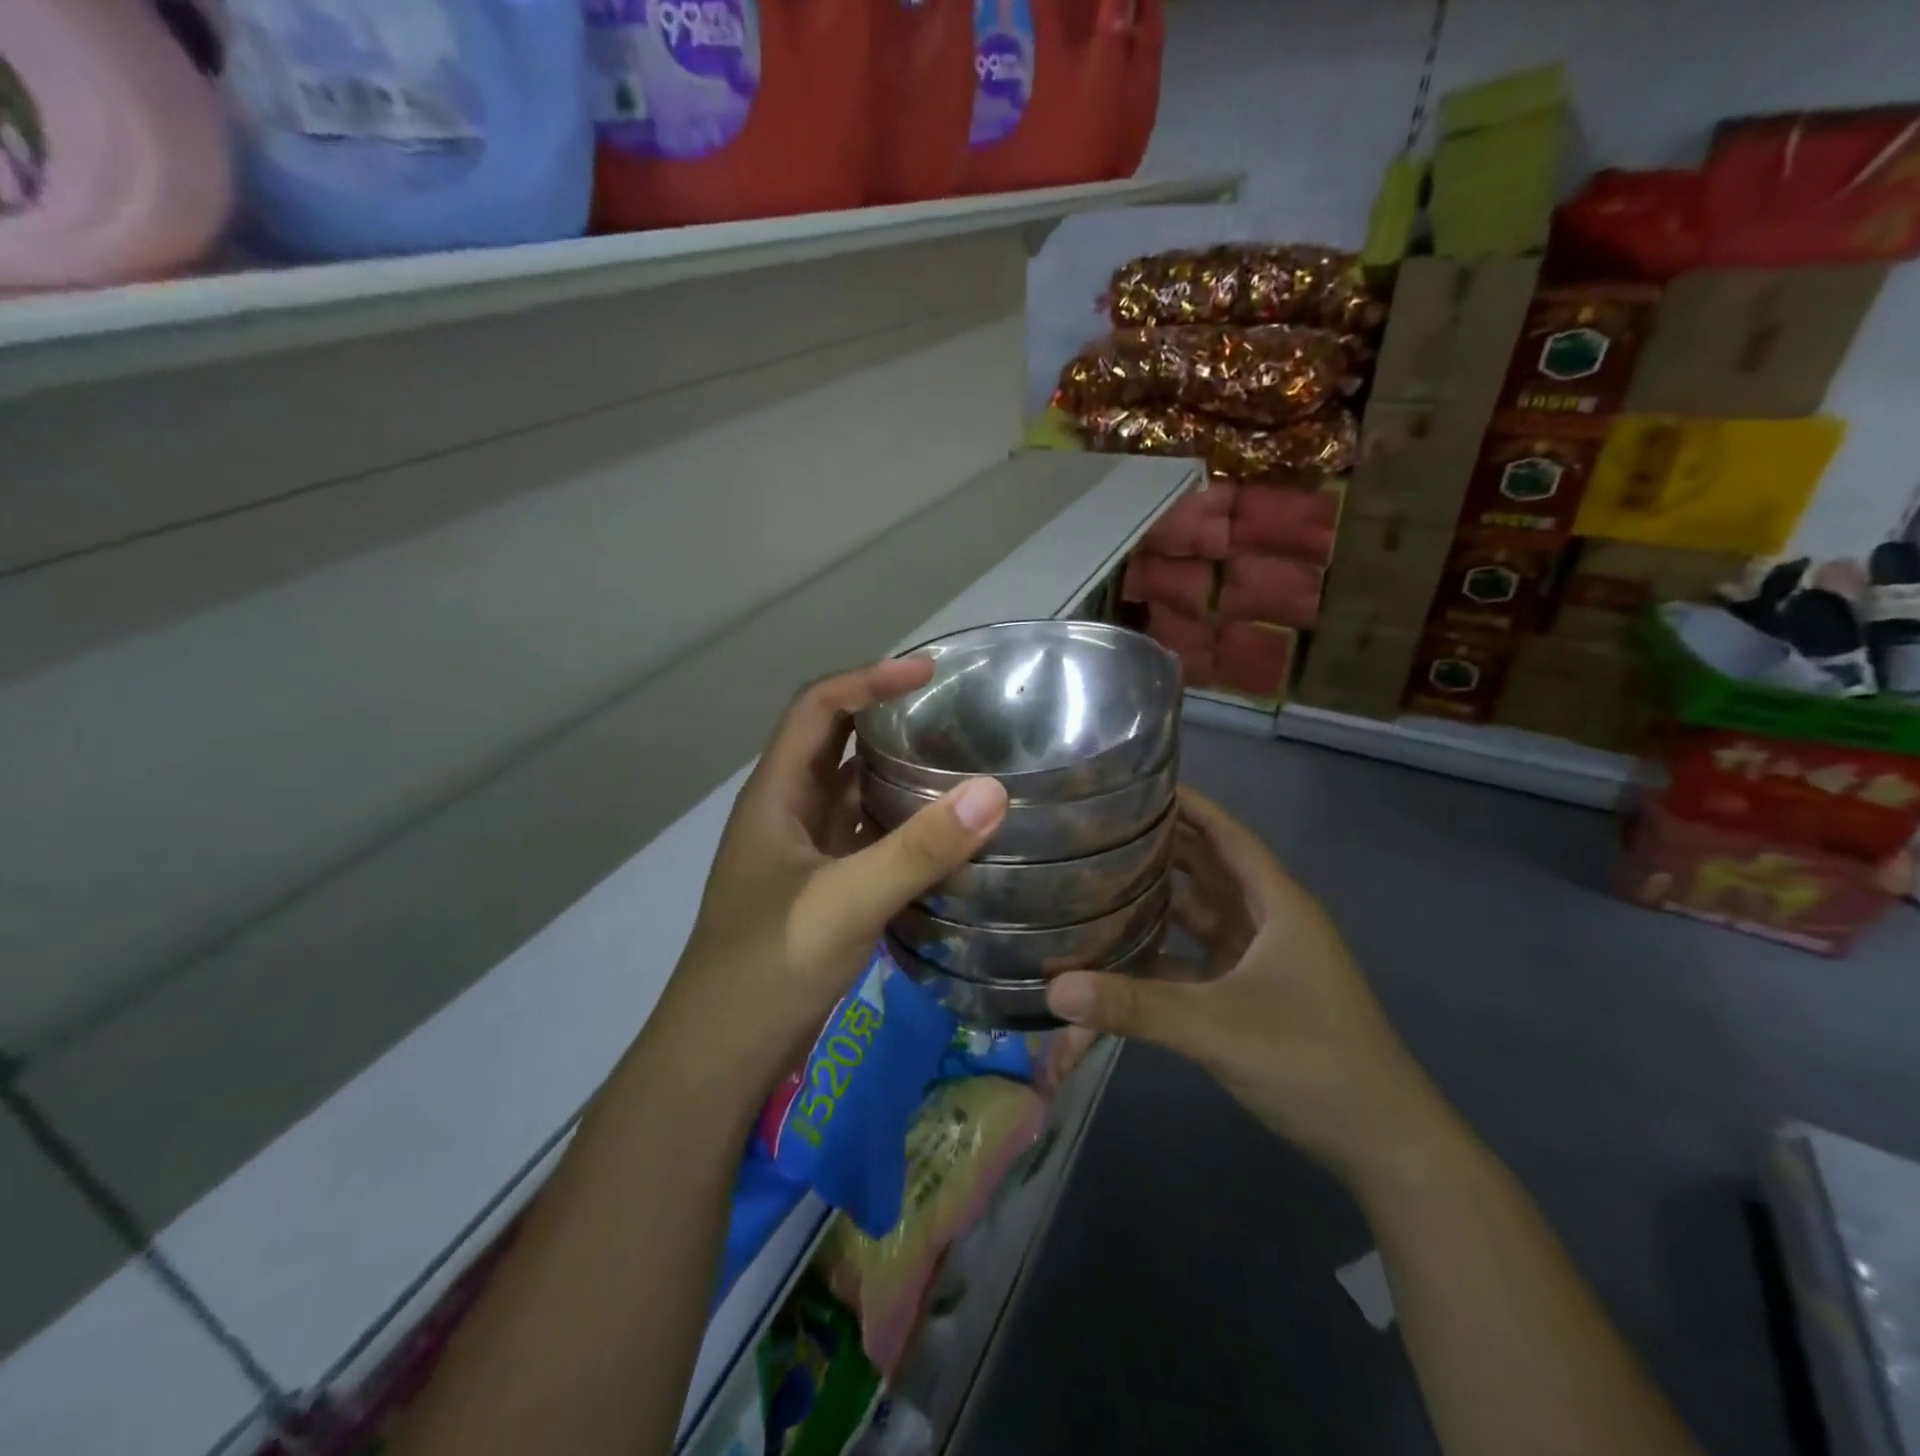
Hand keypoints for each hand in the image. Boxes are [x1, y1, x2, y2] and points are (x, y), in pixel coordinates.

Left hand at [652, 658, 1008, 1094]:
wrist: (720, 1057)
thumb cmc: (769, 968)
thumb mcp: (845, 902)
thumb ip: (918, 849)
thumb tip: (993, 790)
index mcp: (776, 795)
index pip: (818, 708)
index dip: (868, 679)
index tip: (929, 673)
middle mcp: (786, 812)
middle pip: (833, 742)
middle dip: (885, 717)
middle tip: (951, 711)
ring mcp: (802, 853)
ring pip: (850, 790)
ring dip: (895, 770)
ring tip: (957, 759)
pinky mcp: (820, 888)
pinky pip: (864, 835)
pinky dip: (899, 822)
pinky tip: (942, 831)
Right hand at [1044, 787, 1444, 1183]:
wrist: (1382, 1143)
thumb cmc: (1312, 1061)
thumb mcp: (1217, 1027)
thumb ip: (1135, 1007)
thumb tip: (1055, 991)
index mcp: (1277, 905)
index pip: (1228, 835)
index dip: (1189, 805)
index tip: (1139, 784)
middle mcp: (1270, 922)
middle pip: (1208, 869)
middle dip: (1160, 849)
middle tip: (1100, 831)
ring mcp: (1262, 961)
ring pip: (1201, 915)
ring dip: (1159, 899)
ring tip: (1101, 879)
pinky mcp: (1252, 996)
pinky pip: (1198, 958)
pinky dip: (1165, 951)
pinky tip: (1123, 952)